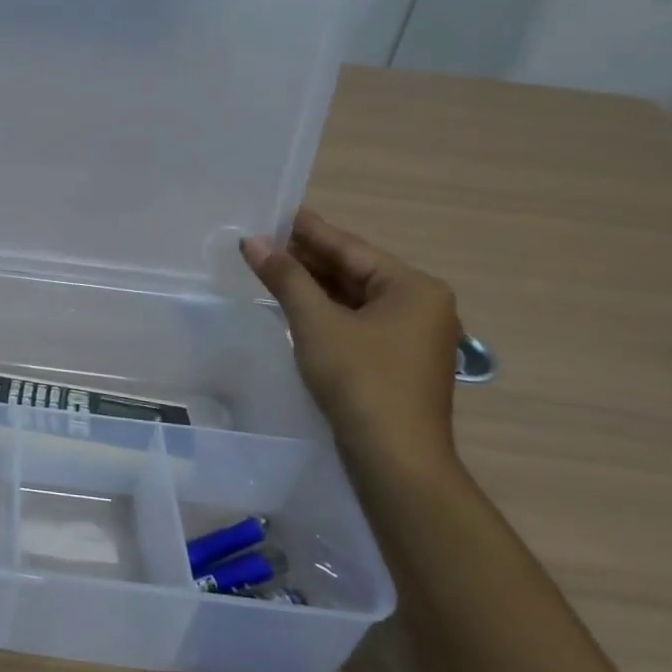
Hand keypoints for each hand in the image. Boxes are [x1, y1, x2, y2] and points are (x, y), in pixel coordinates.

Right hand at [240, 208, 460, 478]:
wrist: (394, 459)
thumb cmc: (360, 380)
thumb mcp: (316, 323)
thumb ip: (285, 278)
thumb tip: (251, 241)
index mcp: (413, 288)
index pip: (350, 248)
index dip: (308, 230)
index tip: (275, 212)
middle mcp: (420, 306)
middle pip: (354, 271)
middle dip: (307, 257)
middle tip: (262, 239)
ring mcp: (411, 336)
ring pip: (354, 298)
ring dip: (313, 284)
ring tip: (270, 266)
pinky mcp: (395, 361)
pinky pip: (356, 321)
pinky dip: (325, 310)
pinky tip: (294, 303)